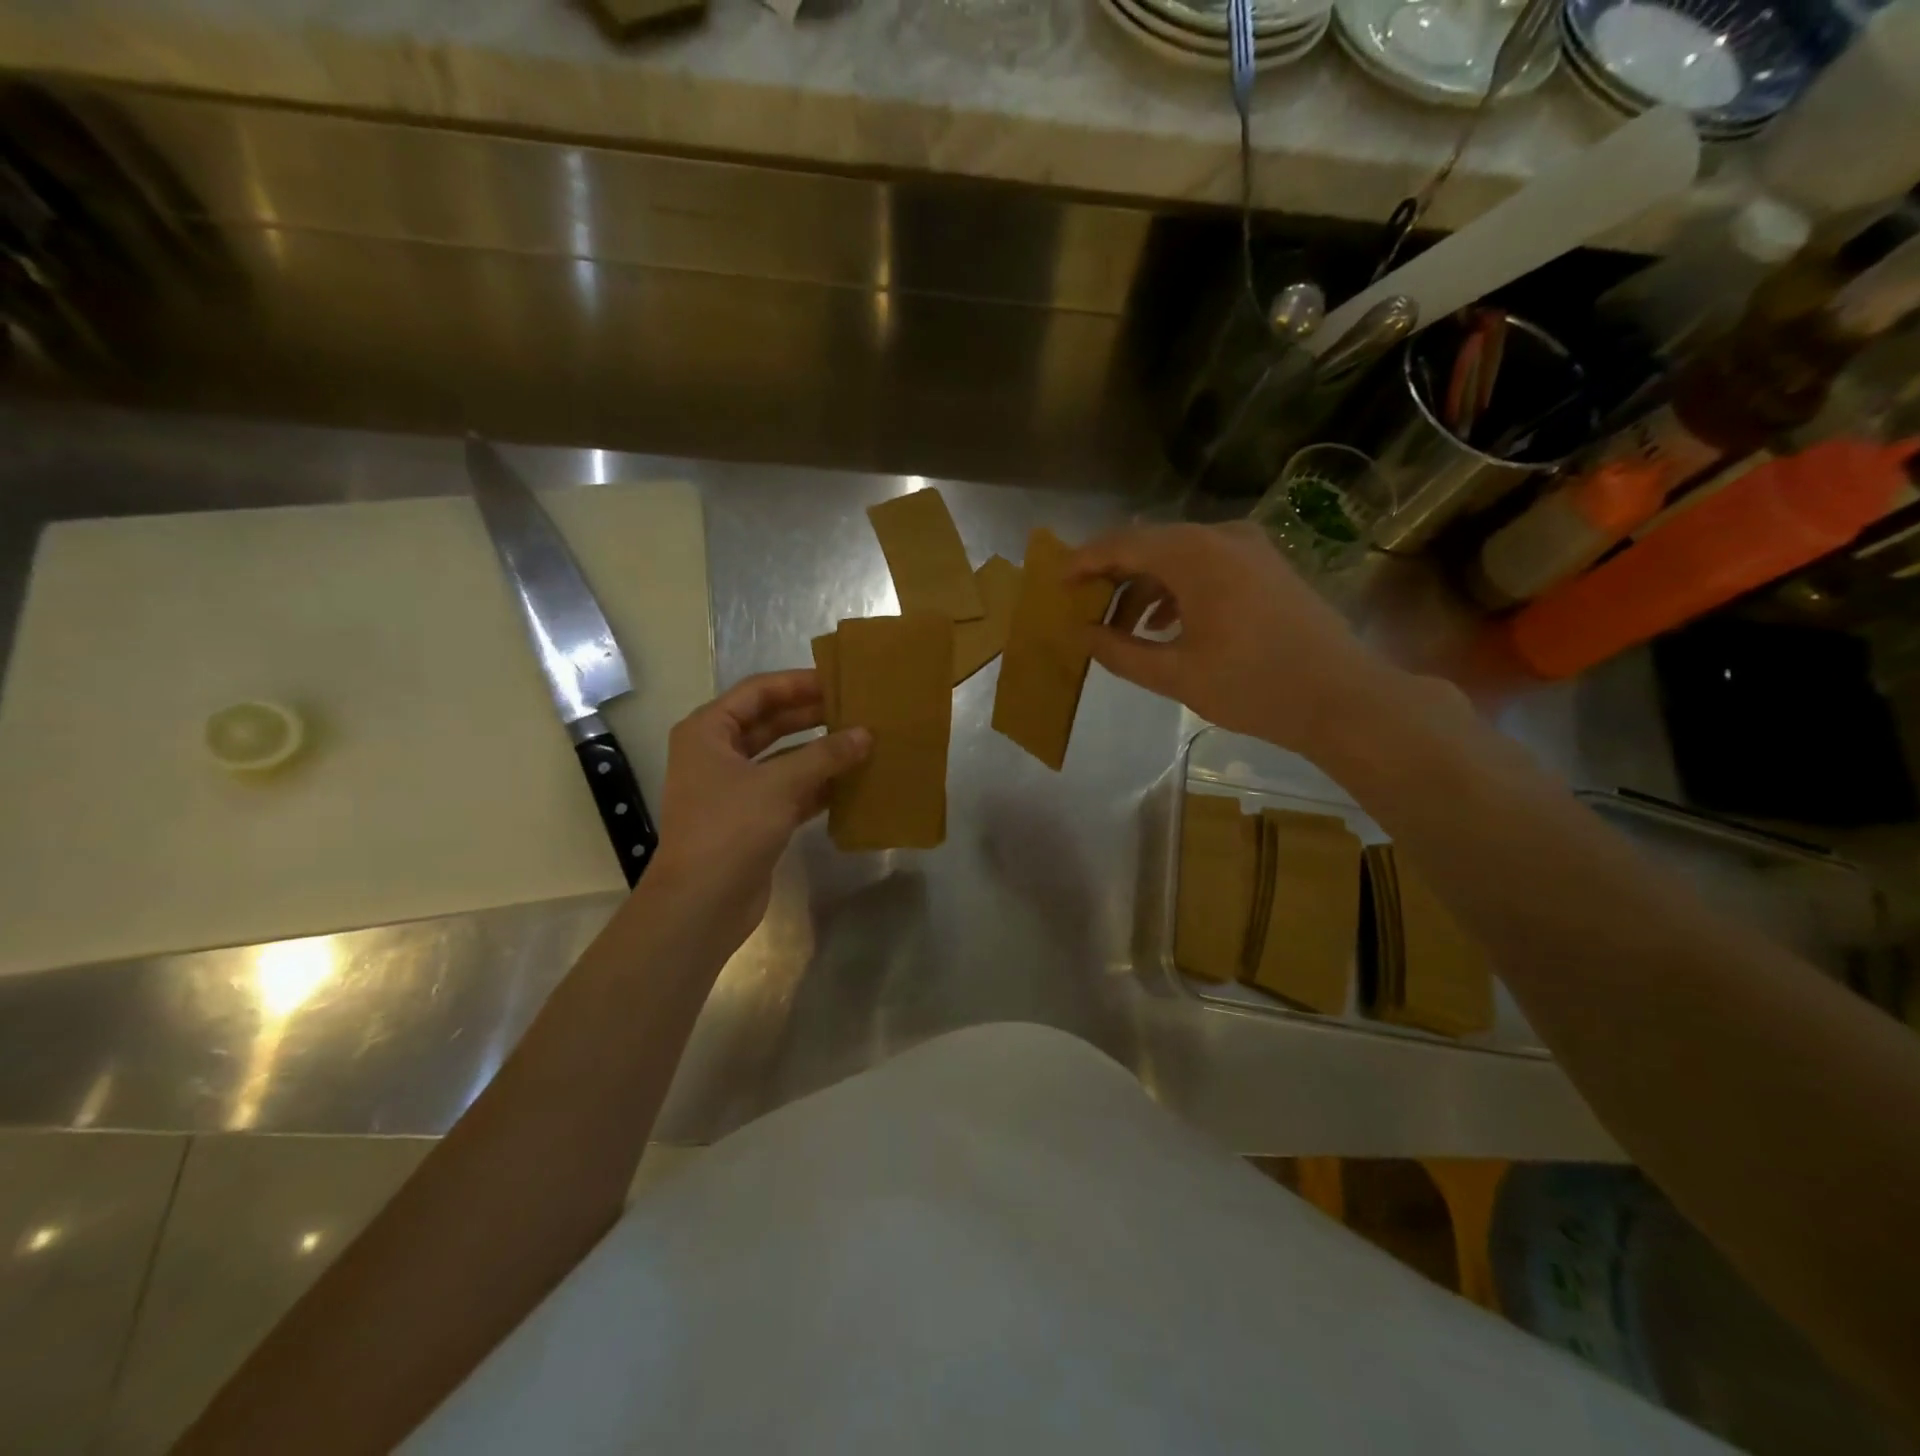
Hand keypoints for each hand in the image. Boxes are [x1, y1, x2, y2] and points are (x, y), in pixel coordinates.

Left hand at [649, 670, 869, 951]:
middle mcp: (718, 754)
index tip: (839, 679)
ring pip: (783, 759)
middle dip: (813, 716)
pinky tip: (852, 782)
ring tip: (862, 742)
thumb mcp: (779, 785)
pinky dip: (817, 786)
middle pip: (771, 723)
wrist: (702, 903)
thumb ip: (825, 755)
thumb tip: (866, 734)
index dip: (798, 684)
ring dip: (819, 752)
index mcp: (708, 731)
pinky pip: (790, 791)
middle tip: (857, 709)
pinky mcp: (752, 819)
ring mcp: (735, 789)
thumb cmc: (730, 828)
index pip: (758, 692)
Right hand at [1067, 522, 1398, 754]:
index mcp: (1195, 555)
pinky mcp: (1267, 565)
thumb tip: (1081, 635)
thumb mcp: (1175, 674)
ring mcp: (1250, 548)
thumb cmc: (1252, 686)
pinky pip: (1206, 565)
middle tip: (1082, 605)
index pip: (1122, 545)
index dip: (1084, 562)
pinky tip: (1165, 624)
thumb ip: (1120, 651)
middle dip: (1112, 575)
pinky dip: (1177, 588)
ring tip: (1121, 625)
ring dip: (1144, 585)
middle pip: (1150, 544)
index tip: (1055, 583)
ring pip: (1178, 555)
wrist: (1342, 697)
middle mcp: (1222, 537)